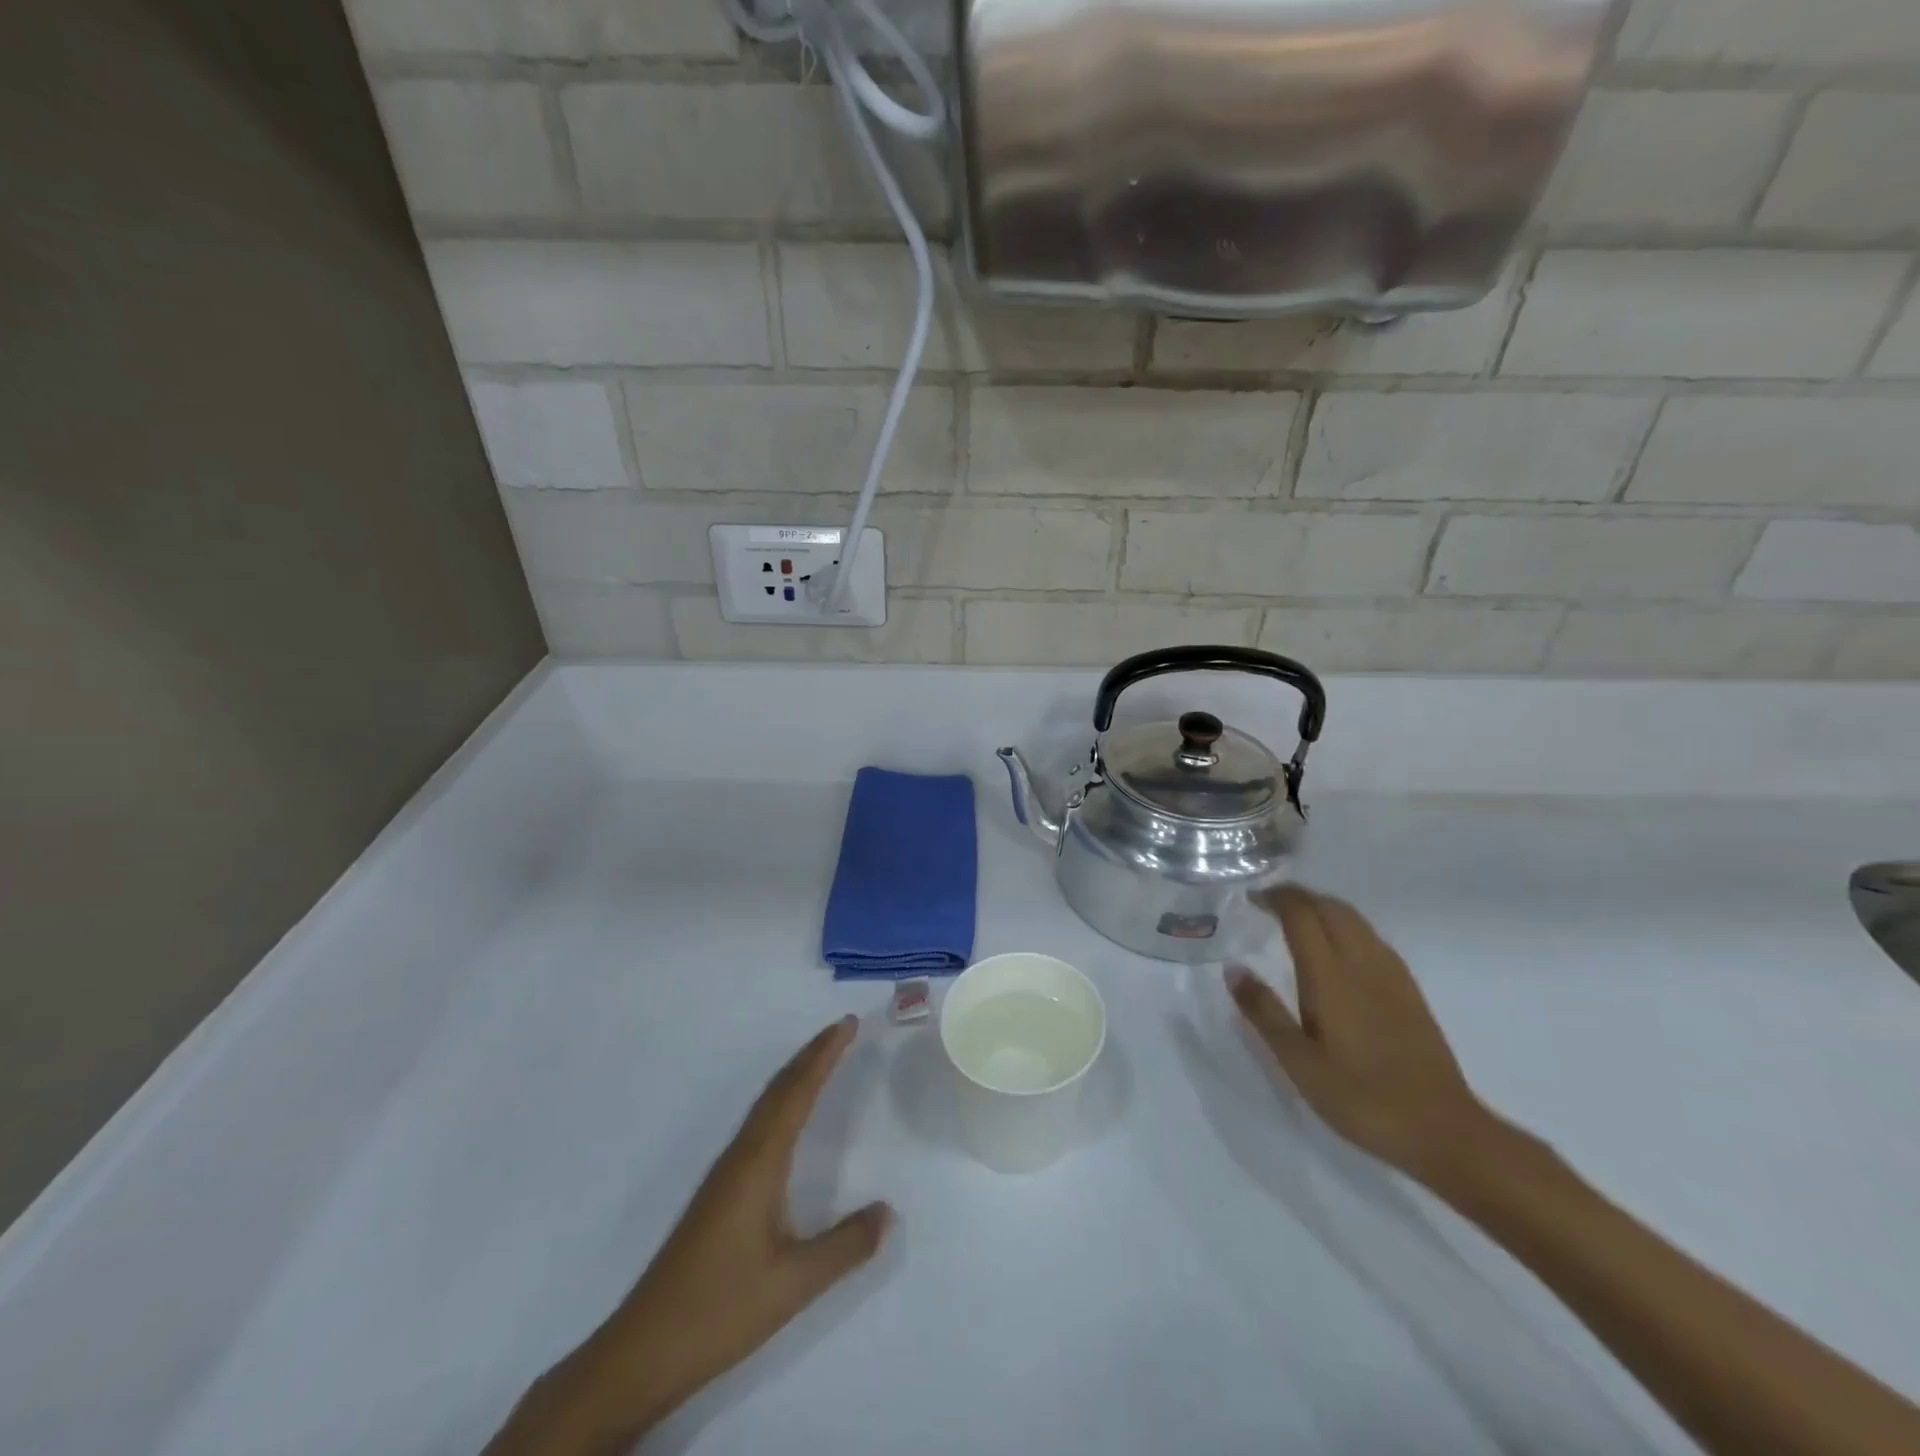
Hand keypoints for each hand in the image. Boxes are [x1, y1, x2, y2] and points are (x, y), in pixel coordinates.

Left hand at [488, 1017, 890, 1455]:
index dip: (823, 1056)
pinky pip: (758, 1125)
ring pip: (765, 1105)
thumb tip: (888, 1212)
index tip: (847, 1024)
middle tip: (843, 1028)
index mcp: (759, 1163)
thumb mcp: (794, 1283)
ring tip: (822, 1058)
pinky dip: (781, 1101)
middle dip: (812, 1055)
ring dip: (795, 1075)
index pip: (797, 1093)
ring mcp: (725, 1173)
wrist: (643, 1351)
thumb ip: (845, 1246)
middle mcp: (741, 1156)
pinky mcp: (719, 1193)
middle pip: (779, 1089)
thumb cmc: (720, 1310)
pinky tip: (786, 1118)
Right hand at [1228, 886, 1497, 1180]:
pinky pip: (1372, 938)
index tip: (1251, 898)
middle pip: (1330, 907)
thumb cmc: (1361, 1098)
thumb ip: (1264, 1012)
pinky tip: (1338, 951)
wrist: (1443, 1130)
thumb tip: (1233, 969)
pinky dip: (1347, 926)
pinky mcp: (1410, 991)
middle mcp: (1363, 963)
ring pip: (1355, 919)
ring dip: (1323, 907)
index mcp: (1331, 976)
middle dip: (1299, 897)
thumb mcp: (1299, 1062)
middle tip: (1269, 905)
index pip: (1302, 915)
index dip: (1275, 898)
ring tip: (1298, 921)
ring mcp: (1392, 975)